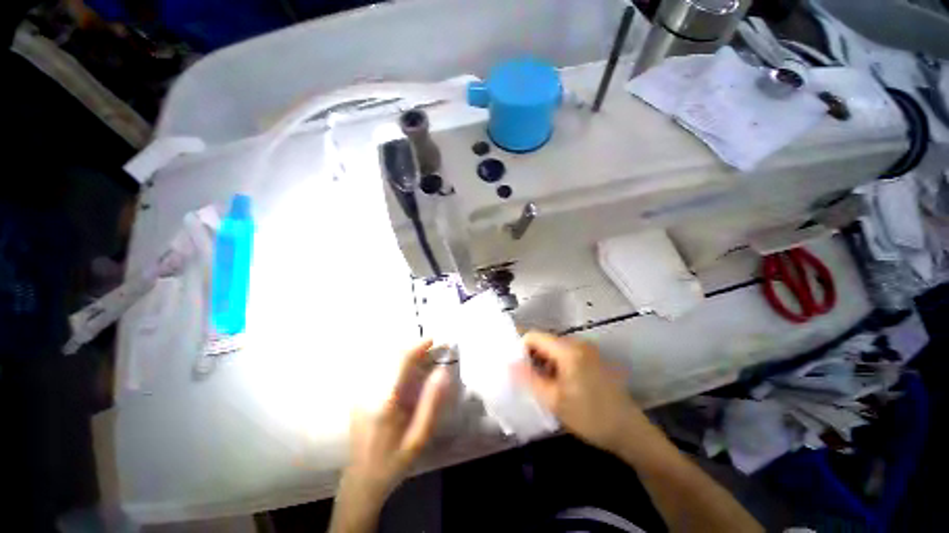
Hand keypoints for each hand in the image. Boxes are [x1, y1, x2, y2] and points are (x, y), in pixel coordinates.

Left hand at [339, 339, 449, 502]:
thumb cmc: (393, 461)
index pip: (400, 361)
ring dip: (404, 355)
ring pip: (383, 361)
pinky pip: (378, 370)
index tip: (432, 340)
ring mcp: (360, 394)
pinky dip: (395, 364)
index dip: (416, 347)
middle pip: (391, 357)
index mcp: (385, 402)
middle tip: (431, 350)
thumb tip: (442, 372)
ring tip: (422, 358)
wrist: (361, 481)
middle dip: (413, 349)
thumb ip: (431, 403)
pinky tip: (406, 371)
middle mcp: (369, 392)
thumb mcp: (419, 437)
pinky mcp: (358, 397)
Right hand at [516, 331, 646, 451]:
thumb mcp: (554, 400)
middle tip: (526, 379)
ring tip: (540, 384)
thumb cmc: (590, 417)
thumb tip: (509, 363)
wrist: (630, 432)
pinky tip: (556, 384)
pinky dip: (556, 365)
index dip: (520, 348)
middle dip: (532, 357)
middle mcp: (577, 343)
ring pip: (554, 349)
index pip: (533, 336)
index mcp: (567, 349)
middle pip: (544, 341)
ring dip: (543, 362)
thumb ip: (529, 379)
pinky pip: (566, 354)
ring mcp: (587, 350)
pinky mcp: (592, 358)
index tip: (516, 367)